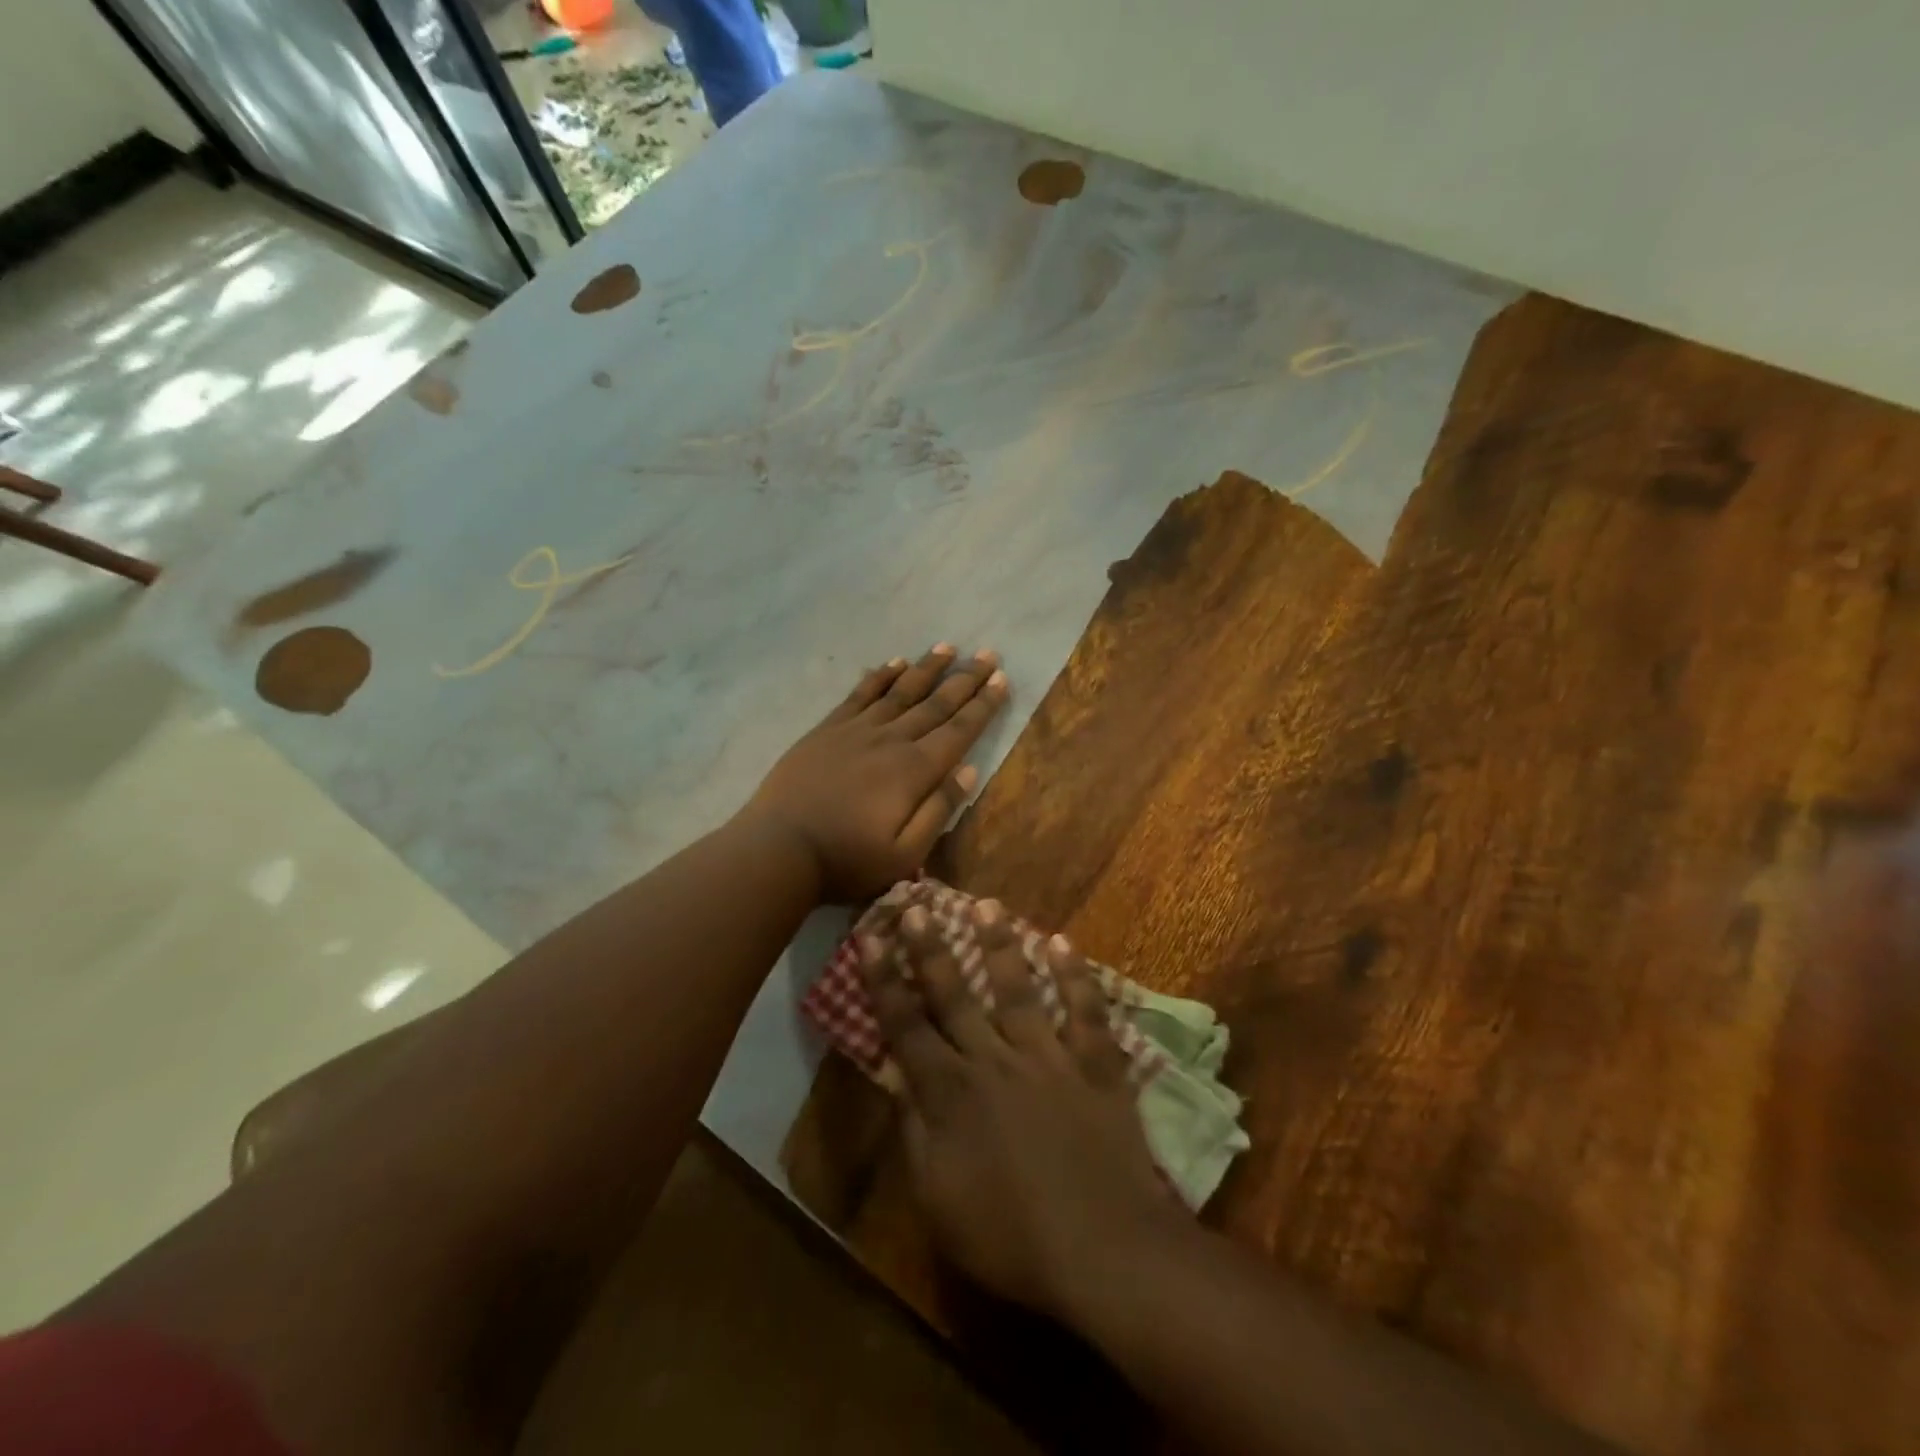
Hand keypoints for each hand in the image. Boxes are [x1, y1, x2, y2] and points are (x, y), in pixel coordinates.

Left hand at [745, 644, 1009, 901]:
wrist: (778, 849)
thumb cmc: (846, 860)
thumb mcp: (905, 854)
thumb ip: (939, 810)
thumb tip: (970, 770)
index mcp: (914, 771)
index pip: (959, 731)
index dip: (983, 705)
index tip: (1002, 680)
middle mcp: (891, 740)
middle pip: (935, 704)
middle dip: (965, 679)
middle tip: (988, 655)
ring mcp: (856, 731)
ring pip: (900, 691)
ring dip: (927, 669)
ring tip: (948, 647)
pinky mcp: (827, 730)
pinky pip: (860, 695)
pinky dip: (880, 677)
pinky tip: (894, 663)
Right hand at [858, 898, 1180, 1320]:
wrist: (1105, 1250)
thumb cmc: (1011, 1237)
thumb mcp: (937, 1201)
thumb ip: (914, 1134)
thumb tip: (896, 1082)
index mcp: (951, 1093)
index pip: (906, 1026)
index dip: (884, 981)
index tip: (870, 938)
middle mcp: (994, 1060)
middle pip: (955, 995)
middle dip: (931, 949)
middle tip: (917, 904)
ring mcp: (1049, 1057)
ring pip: (1018, 989)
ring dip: (1001, 945)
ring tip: (988, 904)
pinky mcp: (1095, 1065)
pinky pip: (1085, 1011)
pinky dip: (1076, 976)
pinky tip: (1063, 942)